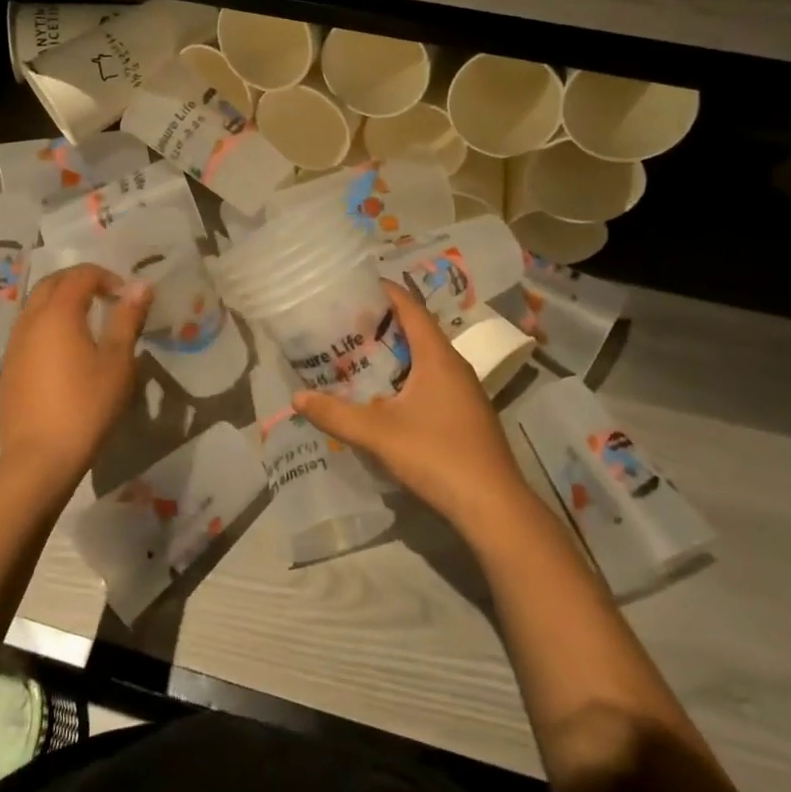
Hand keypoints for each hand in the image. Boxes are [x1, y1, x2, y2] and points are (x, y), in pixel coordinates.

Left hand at [0, 264, 151, 492]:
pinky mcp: (7, 370)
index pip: (80, 275)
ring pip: (35, 307)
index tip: (126, 296)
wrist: (39, 459)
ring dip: (61, 303)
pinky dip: (48, 327)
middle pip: (51, 284)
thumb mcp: (118, 361)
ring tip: (87, 324)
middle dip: (79, 282)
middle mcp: (29, 321)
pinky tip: (65, 355)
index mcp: (57, 313)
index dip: (106, 276)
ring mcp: (13, 346)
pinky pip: (27, 333)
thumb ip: (127, 318)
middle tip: (106, 298)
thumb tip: (140, 285)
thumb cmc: (86, 406)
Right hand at [295, 280, 532, 537]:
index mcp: (437, 356)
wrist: (494, 506)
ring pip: (425, 357)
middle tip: (345, 324)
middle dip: (382, 324)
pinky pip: (433, 379)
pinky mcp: (467, 413)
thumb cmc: (437, 455)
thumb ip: (336, 414)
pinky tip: (386, 395)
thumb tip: (297, 398)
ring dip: (395, 353)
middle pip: (417, 330)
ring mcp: (465, 390)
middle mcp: (454, 364)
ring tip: (358, 355)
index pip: (410, 307)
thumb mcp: (379, 434)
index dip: (384, 292)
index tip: (354, 286)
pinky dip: (407, 375)